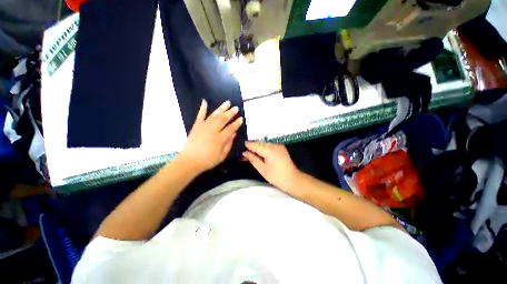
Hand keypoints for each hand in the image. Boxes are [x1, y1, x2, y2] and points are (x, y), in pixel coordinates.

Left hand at [179, 100, 242, 172]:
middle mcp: (213, 130)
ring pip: (214, 115)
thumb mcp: (222, 155)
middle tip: (236, 108)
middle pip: (223, 119)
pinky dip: (202, 109)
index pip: (231, 128)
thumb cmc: (208, 160)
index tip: (241, 118)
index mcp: (220, 138)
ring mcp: (204, 127)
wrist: (190, 161)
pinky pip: (200, 116)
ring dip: (221, 108)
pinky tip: (205, 102)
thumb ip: (229, 144)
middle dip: (230, 113)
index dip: (236, 123)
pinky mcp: (196, 126)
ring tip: (227, 103)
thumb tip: (234, 134)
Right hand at [242, 142, 300, 190]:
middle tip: (244, 152)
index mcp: (270, 150)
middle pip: (260, 143)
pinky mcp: (281, 148)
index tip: (240, 146)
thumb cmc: (277, 177)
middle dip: (252, 146)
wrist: (293, 180)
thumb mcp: (263, 170)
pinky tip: (259, 153)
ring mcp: (279, 146)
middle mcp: (274, 145)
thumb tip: (244, 153)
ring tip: (250, 153)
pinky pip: (269, 145)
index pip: (256, 145)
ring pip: (264, 144)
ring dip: (257, 147)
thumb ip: (253, 159)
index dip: (248, 145)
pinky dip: (263, 148)